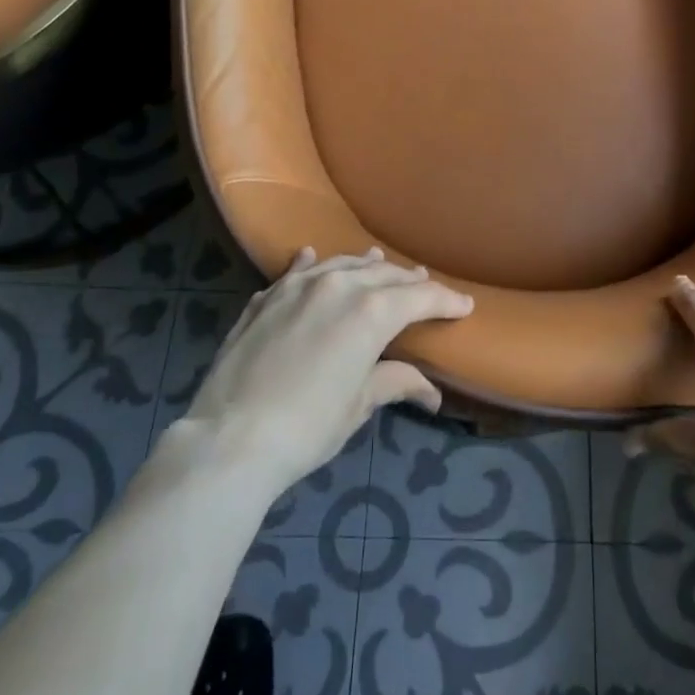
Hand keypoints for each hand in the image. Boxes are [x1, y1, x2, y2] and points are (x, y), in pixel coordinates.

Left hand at [162, 247, 472, 499]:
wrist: (230, 438)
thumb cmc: (307, 427)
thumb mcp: (358, 405)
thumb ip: (395, 382)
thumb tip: (431, 392)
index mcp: (371, 311)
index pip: (420, 296)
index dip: (446, 300)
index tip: (465, 305)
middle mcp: (339, 285)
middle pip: (384, 274)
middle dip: (409, 281)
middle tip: (426, 285)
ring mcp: (299, 286)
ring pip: (343, 264)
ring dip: (366, 266)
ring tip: (379, 262)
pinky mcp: (267, 297)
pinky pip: (297, 271)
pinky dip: (311, 264)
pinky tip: (312, 256)